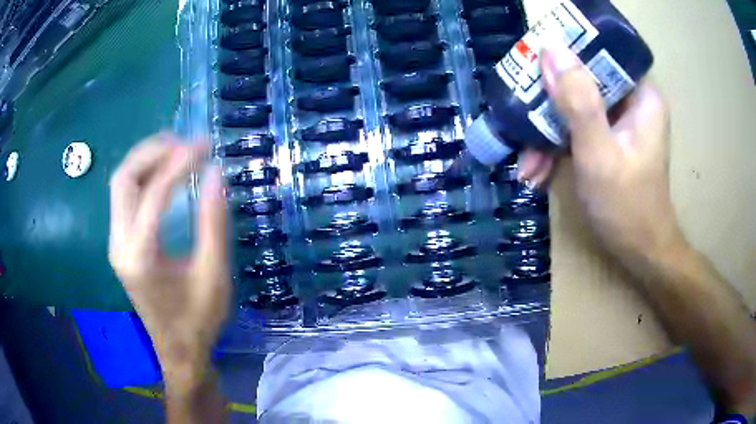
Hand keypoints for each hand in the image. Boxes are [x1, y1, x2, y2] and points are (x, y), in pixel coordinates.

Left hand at [108, 133, 229, 394]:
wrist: (178, 350)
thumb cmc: (198, 319)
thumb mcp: (213, 274)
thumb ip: (213, 223)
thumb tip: (216, 174)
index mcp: (140, 256)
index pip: (154, 193)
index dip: (179, 163)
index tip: (204, 145)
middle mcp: (119, 244)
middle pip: (123, 179)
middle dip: (152, 152)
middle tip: (184, 142)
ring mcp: (115, 244)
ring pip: (120, 185)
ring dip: (145, 160)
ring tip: (175, 150)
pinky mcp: (119, 245)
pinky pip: (124, 198)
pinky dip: (142, 176)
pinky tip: (163, 173)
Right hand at [520, 43, 682, 263]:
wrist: (639, 252)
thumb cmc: (626, 207)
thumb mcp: (599, 153)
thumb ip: (577, 101)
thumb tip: (550, 48)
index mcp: (641, 95)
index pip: (599, 54)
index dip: (565, 55)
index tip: (532, 68)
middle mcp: (632, 101)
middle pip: (582, 80)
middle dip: (549, 106)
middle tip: (520, 122)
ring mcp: (619, 121)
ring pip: (574, 106)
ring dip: (546, 134)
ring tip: (526, 165)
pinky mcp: (608, 138)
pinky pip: (576, 129)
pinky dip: (556, 148)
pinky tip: (537, 172)